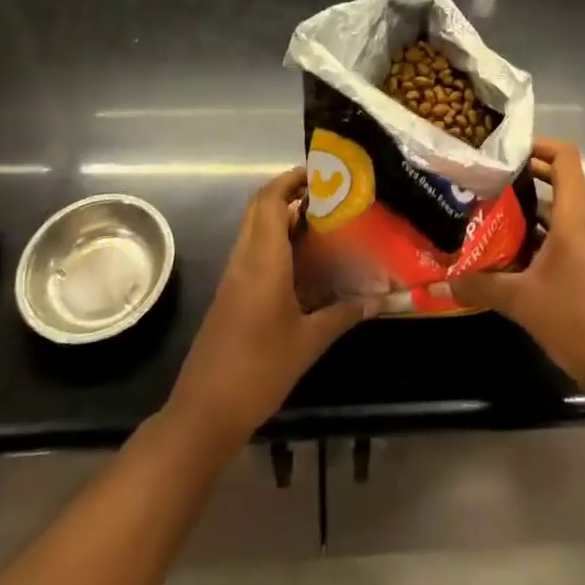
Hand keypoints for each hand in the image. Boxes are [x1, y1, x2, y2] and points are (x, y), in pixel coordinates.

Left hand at [166, 168, 374, 448]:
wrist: (204, 412)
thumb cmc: (259, 370)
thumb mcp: (309, 342)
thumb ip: (344, 314)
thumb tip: (380, 298)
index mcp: (263, 260)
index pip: (270, 200)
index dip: (291, 179)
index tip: (321, 172)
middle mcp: (244, 259)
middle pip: (260, 208)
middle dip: (289, 192)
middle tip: (328, 193)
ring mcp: (233, 277)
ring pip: (255, 229)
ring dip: (282, 216)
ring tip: (323, 220)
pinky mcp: (230, 294)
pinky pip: (253, 252)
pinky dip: (276, 242)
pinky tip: (304, 261)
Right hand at [447, 139, 584, 398]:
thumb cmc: (574, 320)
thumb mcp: (520, 301)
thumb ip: (479, 286)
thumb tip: (439, 283)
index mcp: (576, 216)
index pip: (565, 157)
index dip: (539, 144)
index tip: (506, 150)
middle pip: (560, 179)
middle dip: (525, 174)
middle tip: (488, 177)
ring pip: (559, 208)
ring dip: (529, 206)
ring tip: (489, 209)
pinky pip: (564, 231)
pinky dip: (539, 231)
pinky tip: (509, 248)